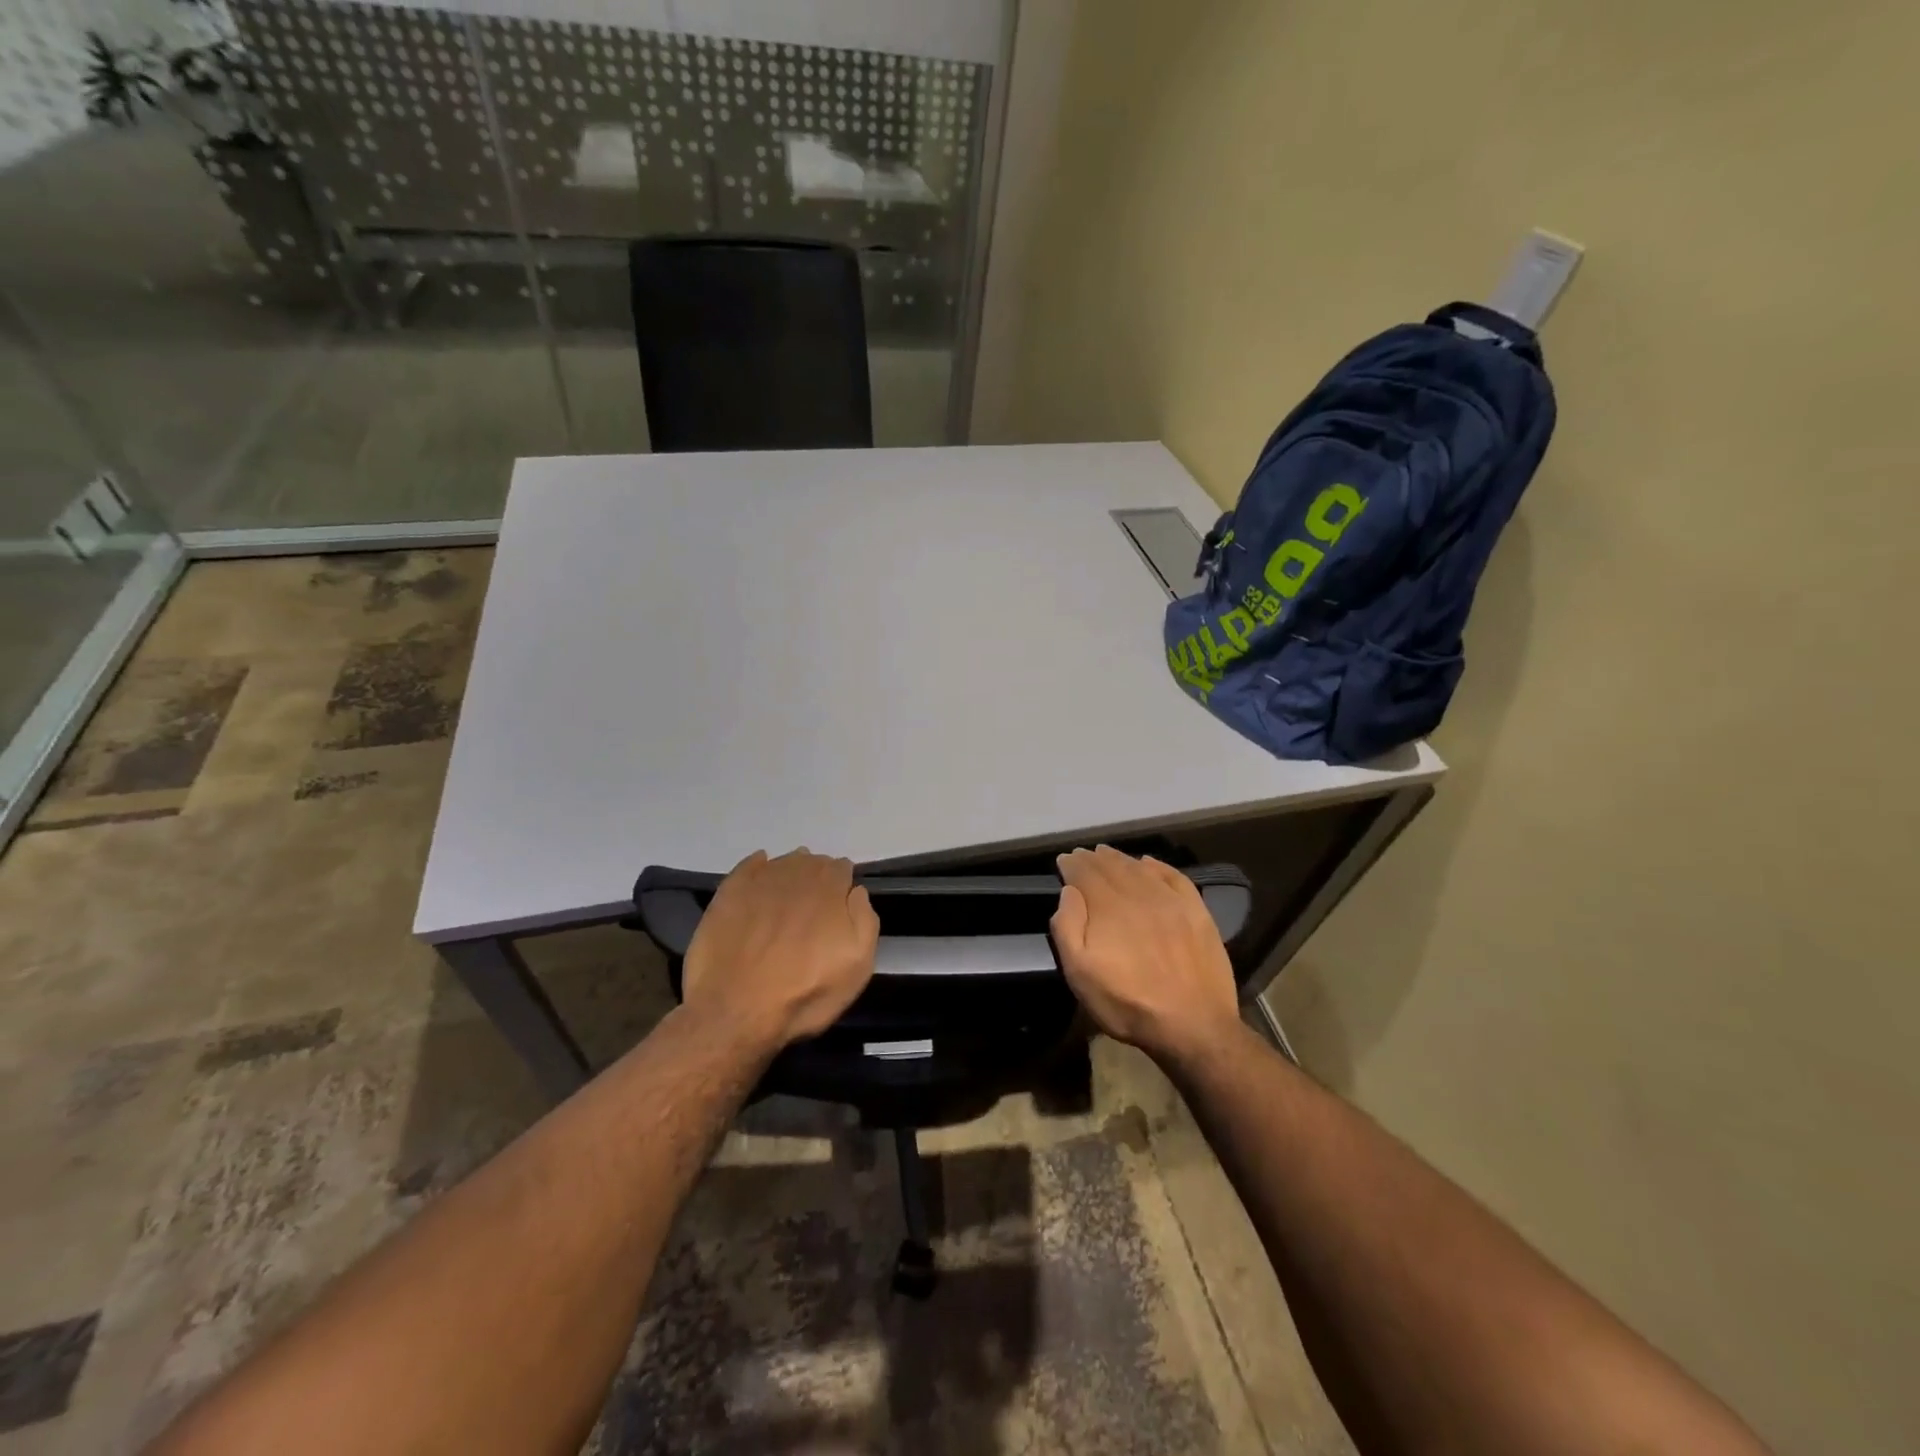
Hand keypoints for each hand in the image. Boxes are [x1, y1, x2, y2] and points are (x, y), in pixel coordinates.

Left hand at [681, 849, 878, 1052]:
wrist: (735, 1011)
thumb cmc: (804, 994)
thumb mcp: (857, 967)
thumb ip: (865, 921)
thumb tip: (856, 892)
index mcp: (830, 889)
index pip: (842, 869)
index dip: (843, 884)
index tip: (840, 903)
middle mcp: (796, 875)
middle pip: (813, 862)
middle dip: (818, 877)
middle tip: (815, 903)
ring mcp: (760, 882)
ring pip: (783, 863)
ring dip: (792, 872)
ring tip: (790, 894)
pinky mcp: (729, 893)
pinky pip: (749, 866)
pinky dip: (759, 866)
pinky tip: (761, 876)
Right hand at [1051, 846, 1241, 1065]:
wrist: (1194, 1025)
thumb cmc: (1128, 1004)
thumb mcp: (1080, 975)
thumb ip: (1068, 928)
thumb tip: (1069, 892)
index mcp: (1108, 907)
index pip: (1084, 873)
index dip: (1071, 864)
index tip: (1063, 861)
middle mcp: (1138, 894)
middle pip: (1111, 866)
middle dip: (1093, 859)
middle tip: (1083, 855)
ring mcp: (1171, 900)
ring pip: (1139, 868)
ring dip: (1120, 858)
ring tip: (1107, 855)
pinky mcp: (1196, 911)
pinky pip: (1173, 876)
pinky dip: (1157, 865)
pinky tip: (1148, 863)